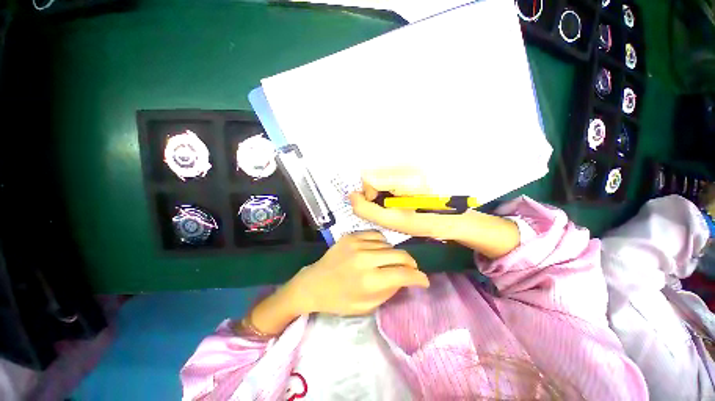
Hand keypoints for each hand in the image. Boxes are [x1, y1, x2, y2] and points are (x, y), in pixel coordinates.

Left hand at [285, 231, 428, 315]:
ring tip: (389, 262)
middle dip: (411, 264)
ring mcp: (357, 244)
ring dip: (394, 255)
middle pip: (400, 255)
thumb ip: (389, 291)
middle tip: (411, 270)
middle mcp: (365, 259)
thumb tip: (405, 279)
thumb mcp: (366, 306)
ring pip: (389, 245)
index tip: (424, 281)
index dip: (419, 278)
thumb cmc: (339, 300)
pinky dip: (382, 243)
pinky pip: (376, 235)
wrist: (314, 284)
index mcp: (369, 281)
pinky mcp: (351, 236)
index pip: (404, 274)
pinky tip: (378, 250)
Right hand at [349, 167, 519, 258]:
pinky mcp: (412, 170)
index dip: (368, 193)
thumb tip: (352, 196)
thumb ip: (368, 210)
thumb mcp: (394, 221)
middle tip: (387, 207)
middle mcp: (405, 166)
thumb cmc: (425, 221)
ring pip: (382, 175)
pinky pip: (391, 176)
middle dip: (375, 192)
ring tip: (395, 204)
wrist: (454, 217)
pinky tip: (400, 198)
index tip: (379, 205)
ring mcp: (410, 167)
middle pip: (374, 174)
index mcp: (402, 177)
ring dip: (382, 190)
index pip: (369, 177)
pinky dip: (389, 188)